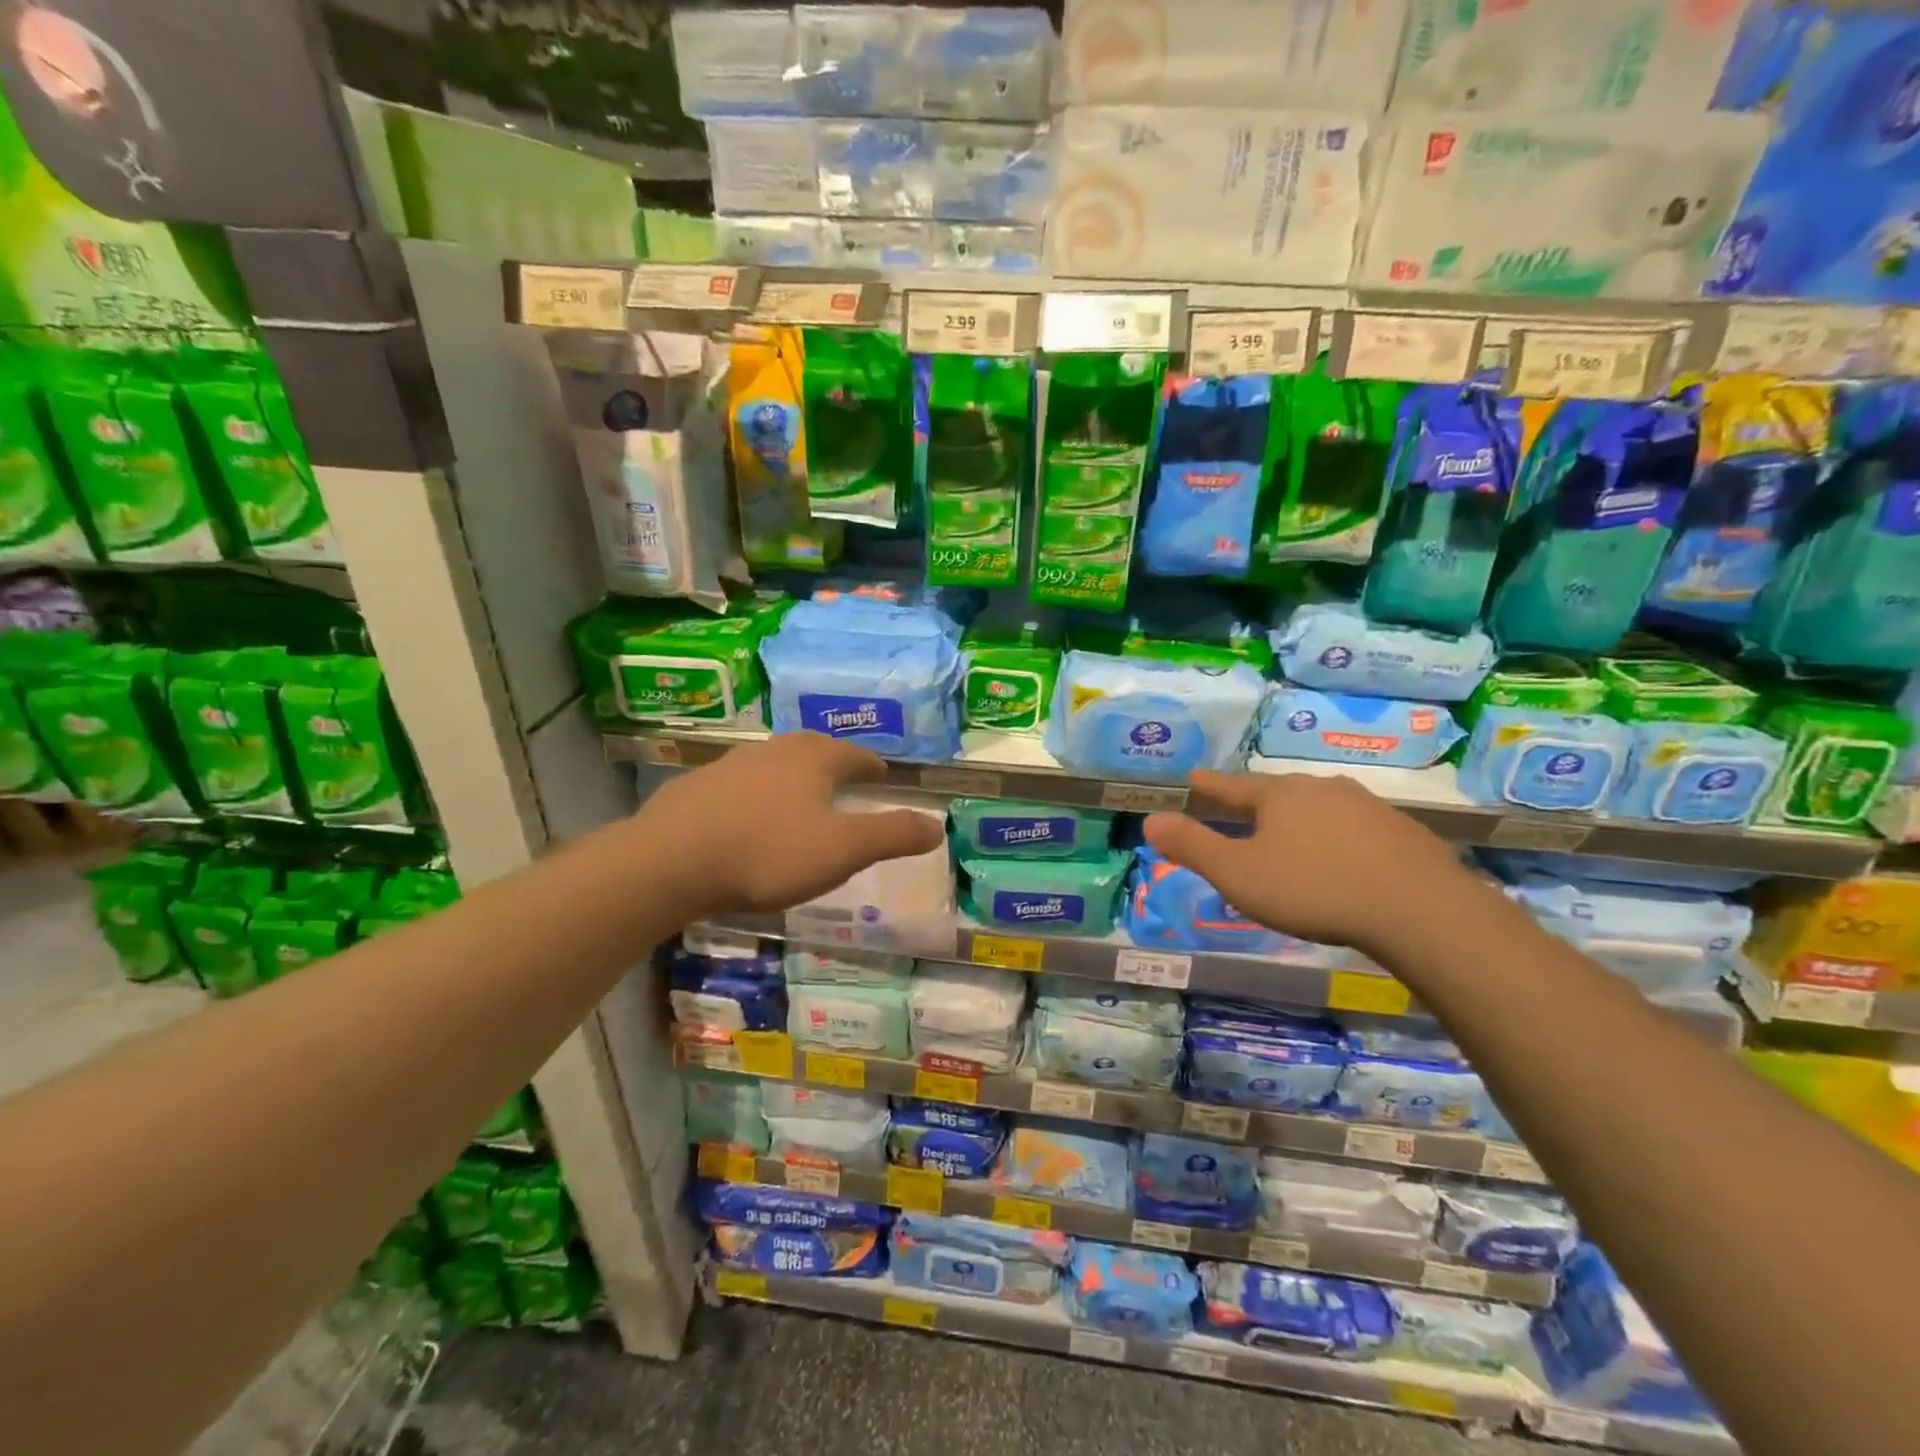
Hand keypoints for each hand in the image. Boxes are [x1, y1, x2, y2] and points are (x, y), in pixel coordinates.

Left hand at [637, 733, 944, 916]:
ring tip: (799, 795)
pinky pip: (738, 784)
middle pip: (812, 749)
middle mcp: (773, 751)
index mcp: (813, 760)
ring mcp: (730, 765)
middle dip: (832, 762)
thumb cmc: (768, 852)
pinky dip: (754, 794)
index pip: (853, 755)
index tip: (881, 773)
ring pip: (772, 763)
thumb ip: (892, 835)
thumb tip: (937, 825)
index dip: (871, 765)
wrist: (671, 861)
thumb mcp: (842, 850)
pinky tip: (747, 815)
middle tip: (844, 777)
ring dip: (791, 775)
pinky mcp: (696, 787)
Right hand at [1143, 770, 1476, 959]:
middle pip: (1278, 792)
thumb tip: (1151, 820)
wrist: (1420, 910)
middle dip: (1256, 802)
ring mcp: (1367, 807)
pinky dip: (1337, 837)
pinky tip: (1341, 857)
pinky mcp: (1402, 832)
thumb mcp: (1238, 874)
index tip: (1193, 777)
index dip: (1210, 786)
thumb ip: (1193, 847)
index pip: (1233, 785)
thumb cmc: (1313, 889)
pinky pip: (1355, 828)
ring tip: (1289, 834)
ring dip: (1299, 818)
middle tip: (1240, 808)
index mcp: (1279, 796)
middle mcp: (1321, 789)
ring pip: (1319, 807)